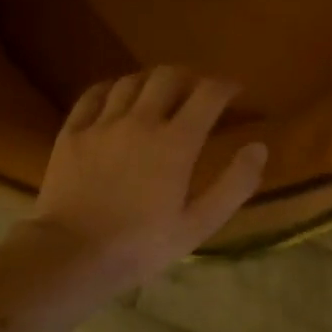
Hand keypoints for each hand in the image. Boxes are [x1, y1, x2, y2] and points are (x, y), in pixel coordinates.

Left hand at [19, 68, 267, 290]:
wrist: (72, 255)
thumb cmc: (141, 245)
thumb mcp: (199, 224)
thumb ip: (234, 184)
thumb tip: (259, 147)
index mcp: (176, 142)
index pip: (208, 94)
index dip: (226, 86)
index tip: (234, 92)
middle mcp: (140, 121)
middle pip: (168, 76)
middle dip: (190, 77)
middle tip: (198, 91)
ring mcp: (102, 124)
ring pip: (131, 81)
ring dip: (152, 81)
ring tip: (160, 94)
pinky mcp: (72, 132)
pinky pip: (93, 95)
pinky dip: (112, 88)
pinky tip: (117, 97)